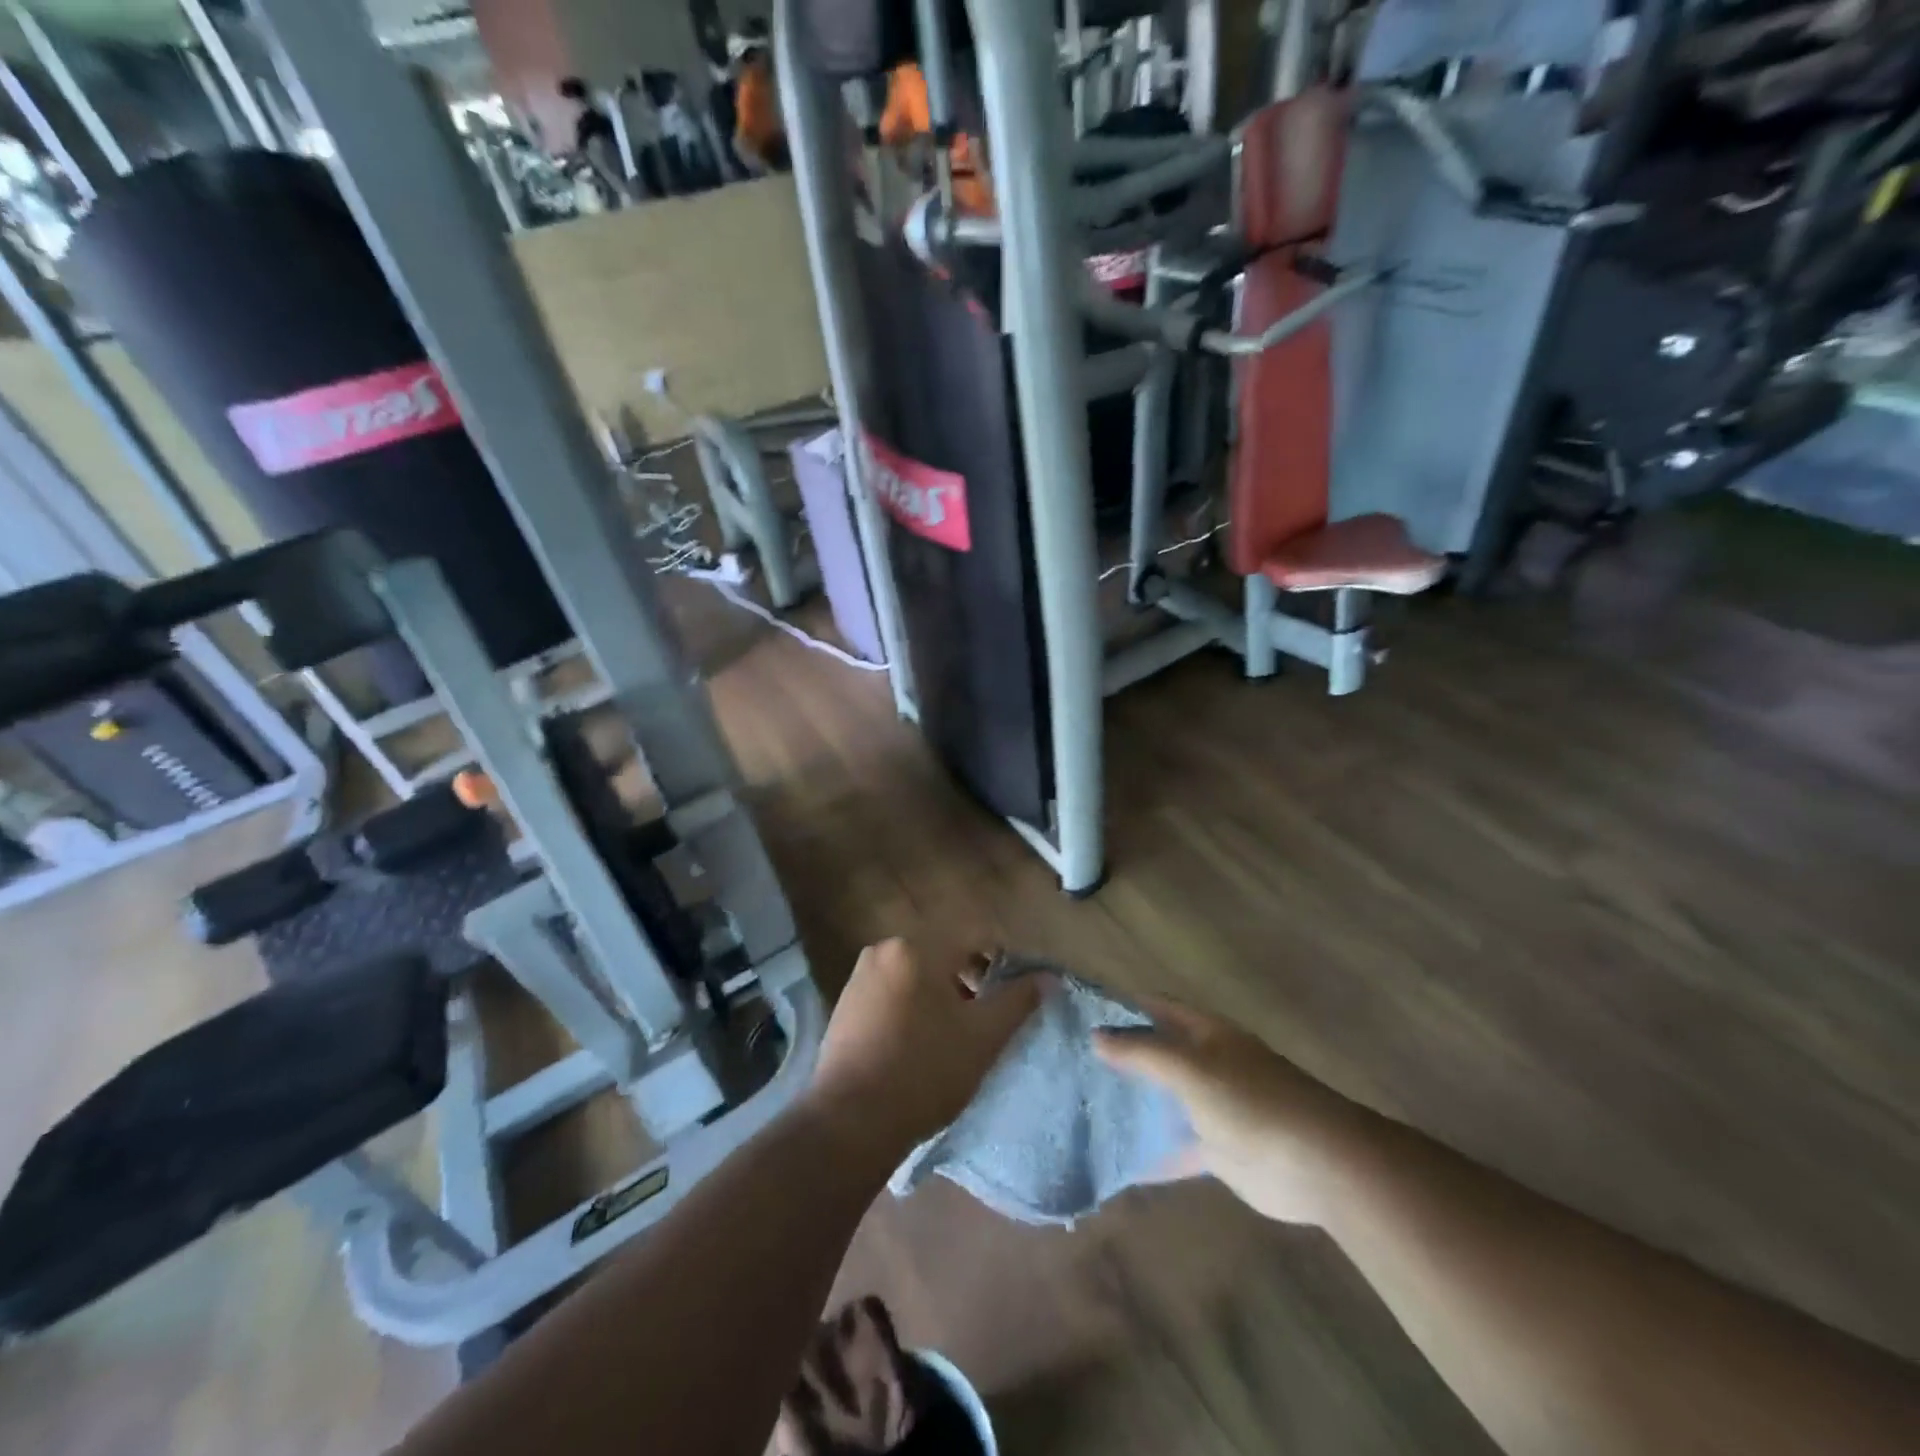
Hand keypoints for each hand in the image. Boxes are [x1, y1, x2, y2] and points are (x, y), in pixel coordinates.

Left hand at [807, 939, 1040, 1159]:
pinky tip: (918, 1047)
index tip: (1013, 998)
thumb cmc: (924, 1072)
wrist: (850, 1121)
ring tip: (953, 1040)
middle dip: (969, 983)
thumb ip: (1018, 1000)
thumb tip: (1047, 976)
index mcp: (917, 947)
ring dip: (940, 998)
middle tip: (984, 1024)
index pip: (975, 939)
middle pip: (943, 956)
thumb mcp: (983, 1037)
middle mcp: (884, 950)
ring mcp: (859, 977)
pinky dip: (912, 1010)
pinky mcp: (844, 1005)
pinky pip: (892, 995)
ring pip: (917, 976)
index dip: (1002, 964)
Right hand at [1094, 998, 1360, 1225]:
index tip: (1080, 1015)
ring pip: (1163, 1099)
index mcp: (1204, 1033)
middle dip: (1120, 1058)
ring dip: (1133, 1103)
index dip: (1121, 1007)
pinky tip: (1117, 1161)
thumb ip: (1142, 1052)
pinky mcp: (1218, 1148)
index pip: (1155, 1008)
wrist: (1317, 1163)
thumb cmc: (1250, 1100)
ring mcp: (1213, 1106)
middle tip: (1070, 1064)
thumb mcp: (1189, 1068)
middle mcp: (1206, 1063)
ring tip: (1083, 1107)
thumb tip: (1095, 1035)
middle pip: (1156, 1053)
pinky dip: (1152, 1152)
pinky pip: (1176, 1146)